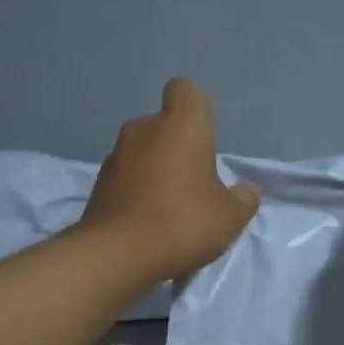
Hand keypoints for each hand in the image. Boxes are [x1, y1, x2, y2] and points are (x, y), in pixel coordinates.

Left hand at [83, 79, 259, 279]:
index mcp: (181, 124)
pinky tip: (147, 222)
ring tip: (169, 208)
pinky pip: (125, 178)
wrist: (119, 254)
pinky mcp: (98, 183)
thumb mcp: (230, 216)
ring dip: (154, 170)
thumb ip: (242, 199)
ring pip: (142, 152)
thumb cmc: (185, 221)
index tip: (204, 137)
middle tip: (193, 183)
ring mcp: (116, 155)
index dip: (195, 108)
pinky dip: (136, 191)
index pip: (185, 90)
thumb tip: (245, 191)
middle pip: (163, 125)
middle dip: (176, 147)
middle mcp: (144, 128)